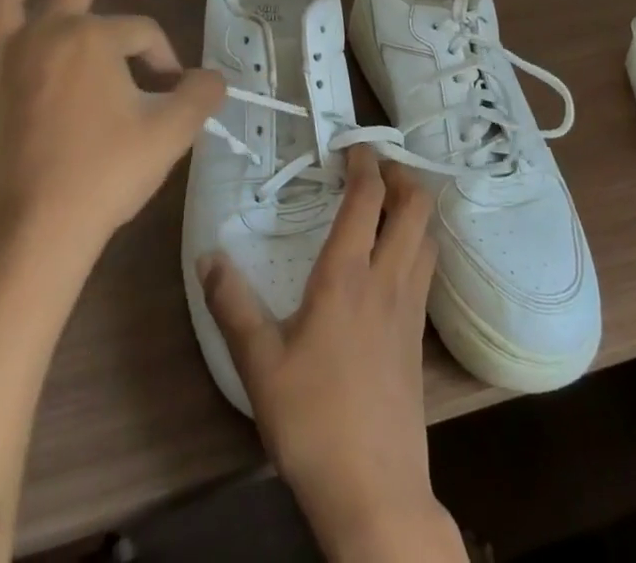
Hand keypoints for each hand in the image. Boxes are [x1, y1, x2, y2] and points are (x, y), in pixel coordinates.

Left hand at [0, 0, 224, 256]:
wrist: (33, 230)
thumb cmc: (104, 174)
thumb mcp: (171, 132)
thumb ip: (201, 94)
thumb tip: (213, 77)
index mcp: (92, 36)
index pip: (141, 30)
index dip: (163, 53)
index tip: (173, 86)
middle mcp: (44, 31)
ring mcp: (1, 56)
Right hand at [198, 148, 466, 561]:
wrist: (375, 493)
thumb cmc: (313, 421)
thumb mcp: (258, 364)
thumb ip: (232, 304)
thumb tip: (208, 255)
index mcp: (347, 276)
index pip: (367, 197)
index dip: (364, 160)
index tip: (350, 143)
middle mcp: (387, 279)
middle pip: (415, 206)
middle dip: (400, 173)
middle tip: (374, 165)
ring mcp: (410, 307)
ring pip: (427, 236)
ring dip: (414, 206)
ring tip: (388, 200)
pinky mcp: (419, 336)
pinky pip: (426, 268)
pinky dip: (417, 242)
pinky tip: (394, 257)